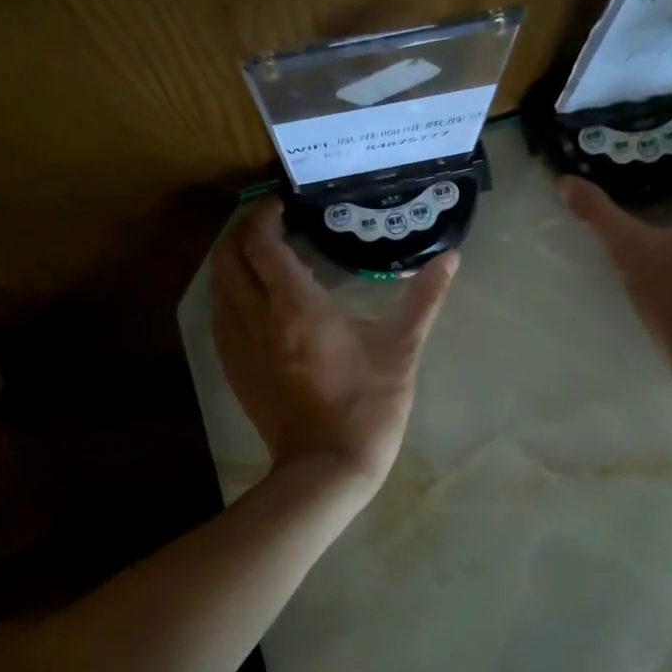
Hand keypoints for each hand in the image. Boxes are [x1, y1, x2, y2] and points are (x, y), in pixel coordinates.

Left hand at [211, 198, 457, 489]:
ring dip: (232, 258)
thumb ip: (425, 297)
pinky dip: (229, 291)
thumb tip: (452, 257)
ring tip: (262, 250)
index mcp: (296, 306)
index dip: (267, 214)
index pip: (262, 243)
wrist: (327, 469)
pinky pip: (220, 315)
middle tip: (271, 219)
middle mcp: (257, 318)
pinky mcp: (234, 368)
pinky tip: (253, 295)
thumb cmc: (367, 405)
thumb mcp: (402, 348)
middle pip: (228, 257)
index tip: (285, 201)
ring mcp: (239, 345)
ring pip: (218, 285)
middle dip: (242, 228)